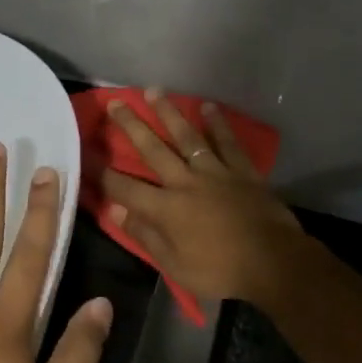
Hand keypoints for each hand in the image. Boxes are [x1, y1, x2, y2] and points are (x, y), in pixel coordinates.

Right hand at [100, 90, 309, 306]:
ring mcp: (216, 173)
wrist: (274, 263)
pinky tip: (207, 107)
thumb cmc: (220, 271)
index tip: (86, 155)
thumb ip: (145, 236)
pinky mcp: (242, 172)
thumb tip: (116, 211)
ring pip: (187, 137)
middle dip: (131, 126)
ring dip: (169, 113)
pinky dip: (217, 124)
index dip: (103, 173)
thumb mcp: (174, 265)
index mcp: (166, 208)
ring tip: (154, 91)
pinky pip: (227, 143)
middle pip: (153, 149)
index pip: (125, 187)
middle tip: (116, 103)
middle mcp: (186, 182)